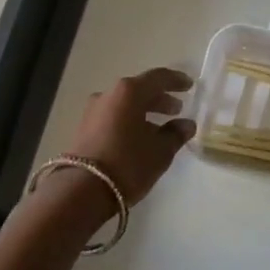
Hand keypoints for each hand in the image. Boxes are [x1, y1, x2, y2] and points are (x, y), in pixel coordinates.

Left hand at [64, 68, 195, 205]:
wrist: (81, 191)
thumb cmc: (127, 163)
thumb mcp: (160, 151)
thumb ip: (176, 134)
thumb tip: (186, 124)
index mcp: (129, 91)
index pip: (158, 78)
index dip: (176, 81)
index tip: (189, 85)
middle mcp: (109, 94)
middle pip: (139, 90)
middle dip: (160, 98)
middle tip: (177, 109)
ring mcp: (93, 111)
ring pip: (125, 104)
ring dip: (144, 111)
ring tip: (160, 126)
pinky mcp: (84, 129)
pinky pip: (114, 117)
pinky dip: (129, 121)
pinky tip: (140, 137)